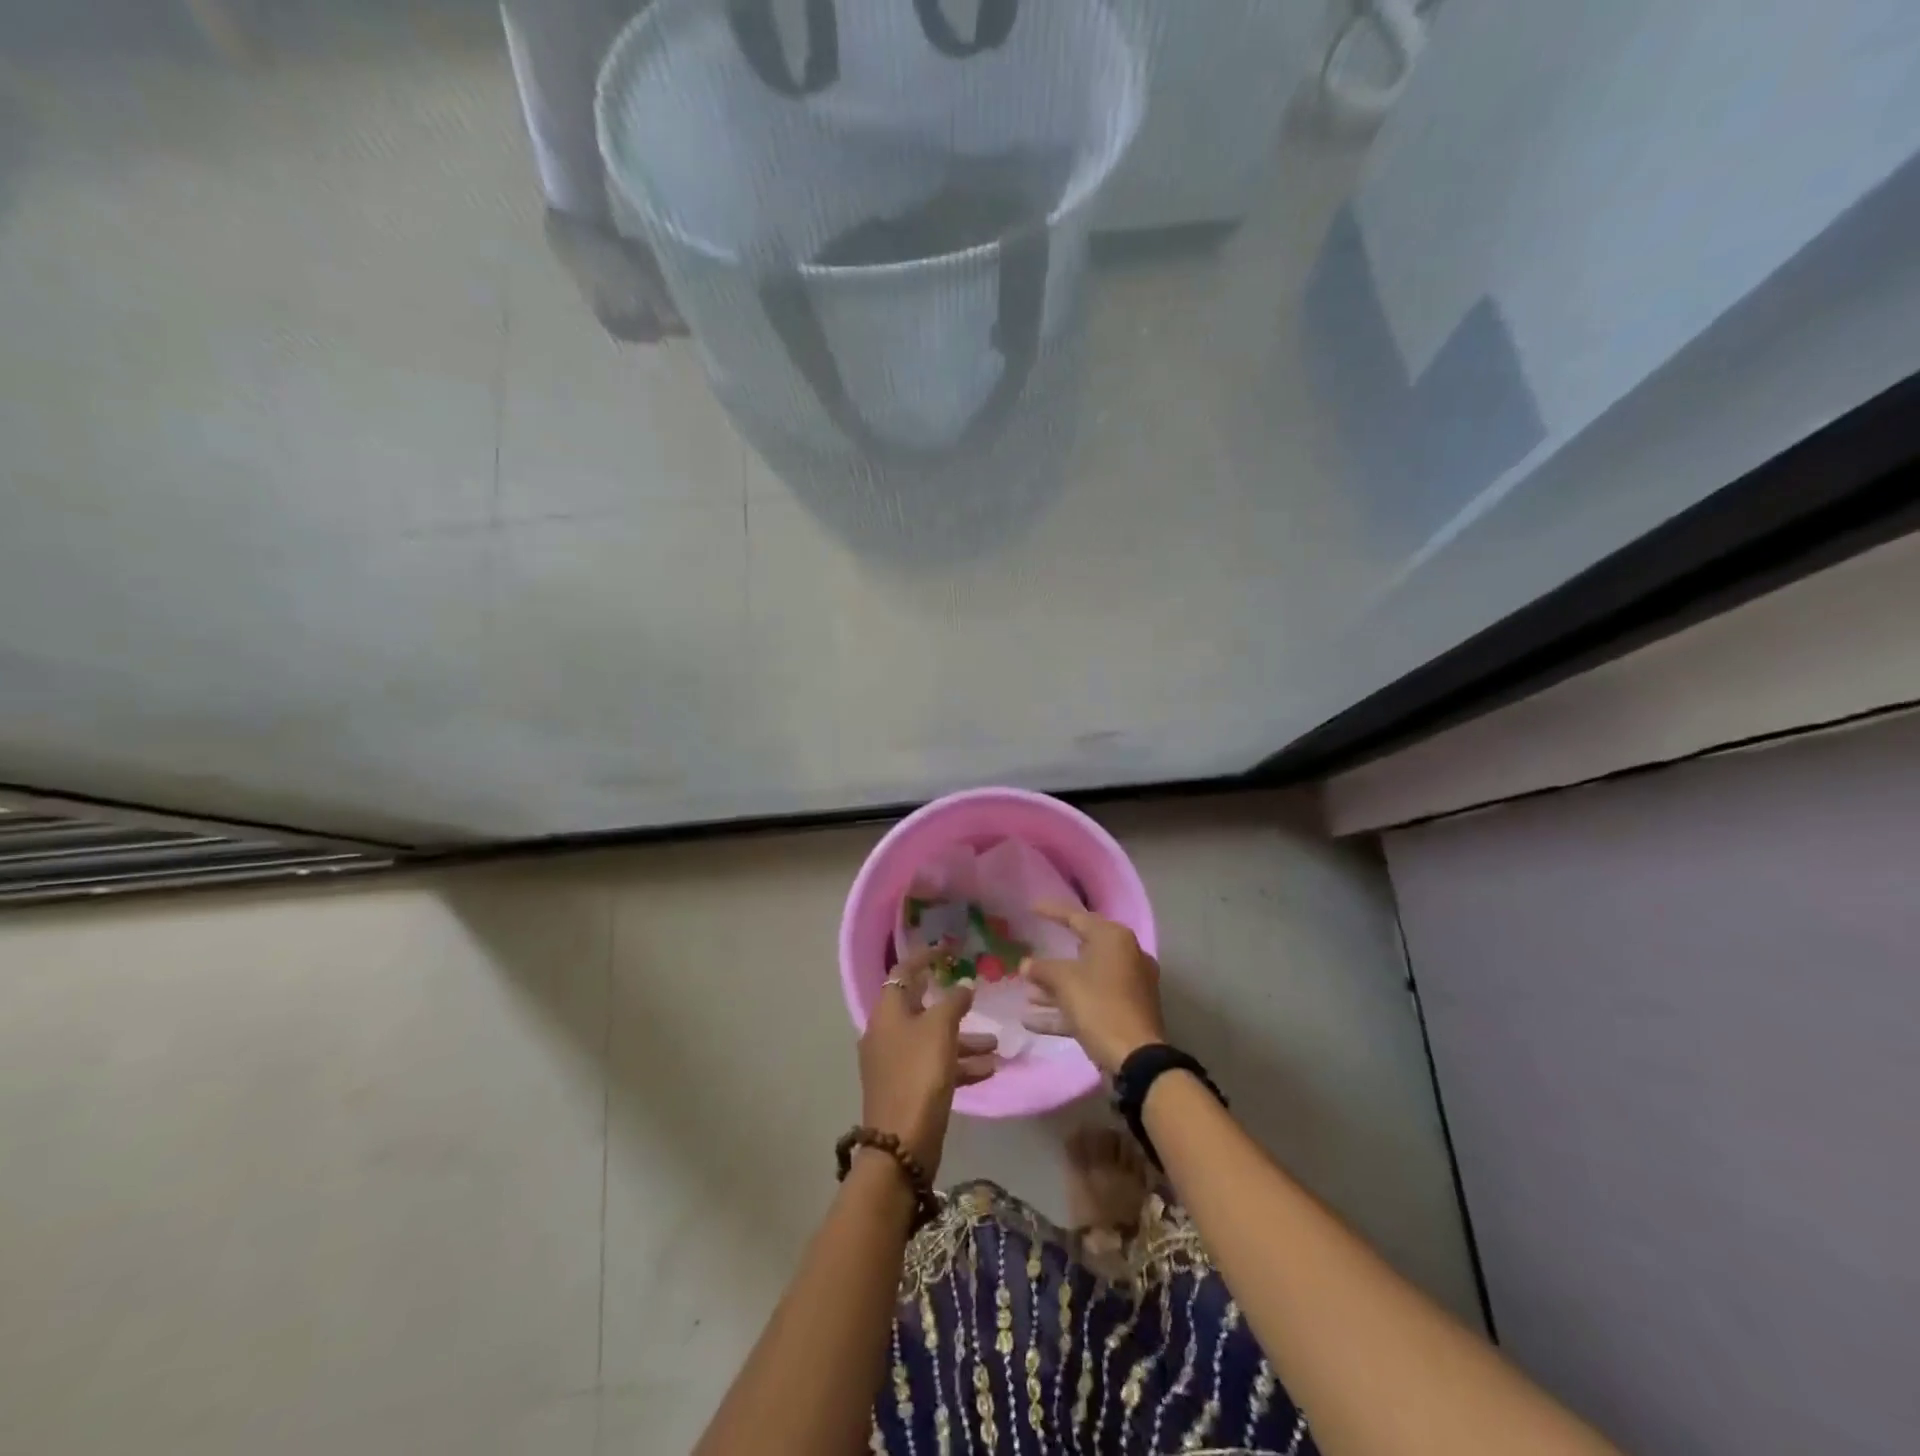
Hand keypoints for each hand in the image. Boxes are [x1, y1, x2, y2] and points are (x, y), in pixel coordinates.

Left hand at [858, 945, 998, 1175]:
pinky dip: (959, 1063)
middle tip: (977, 999)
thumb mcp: (940, 1029)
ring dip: (964, 1039)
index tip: (949, 950)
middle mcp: (886, 1033)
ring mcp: (895, 1063)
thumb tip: (963, 986)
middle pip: (920, 1007)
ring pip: (932, 1039)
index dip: (925, 957)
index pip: (903, 971)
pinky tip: (988, 1069)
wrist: (901, 1143)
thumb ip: (953, 1002)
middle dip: (953, 1005)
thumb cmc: (919, 1073)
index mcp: (887, 1012)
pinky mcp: (907, 1088)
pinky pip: (935, 1066)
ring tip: (996, 1044)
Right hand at [1019, 904, 1166, 1075]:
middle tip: (1031, 955)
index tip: (1031, 908)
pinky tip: (1032, 1021)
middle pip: (1083, 950)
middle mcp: (1126, 956)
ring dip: (1055, 988)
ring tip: (1026, 994)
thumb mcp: (1065, 982)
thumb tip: (1026, 965)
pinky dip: (1065, 1009)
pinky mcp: (1125, 1012)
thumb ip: (1042, 969)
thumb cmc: (1099, 1006)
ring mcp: (1128, 986)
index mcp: (1114, 939)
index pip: (1077, 917)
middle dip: (1052, 960)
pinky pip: (1090, 1003)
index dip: (1052, 912)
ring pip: (1085, 980)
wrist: (1136, 1058)